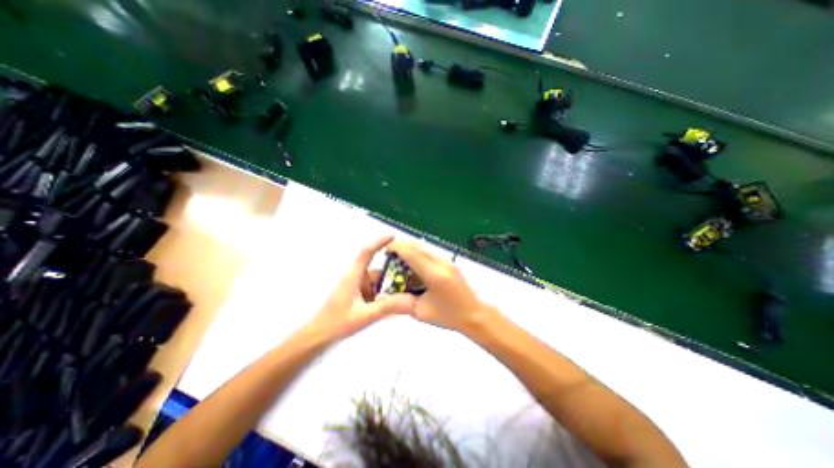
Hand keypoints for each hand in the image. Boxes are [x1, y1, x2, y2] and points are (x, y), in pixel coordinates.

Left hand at [305, 236, 413, 341]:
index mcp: (354, 276)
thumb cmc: (336, 324)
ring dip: (390, 288)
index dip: (379, 242)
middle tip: (412, 278)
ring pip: (378, 282)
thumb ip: (386, 308)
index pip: (367, 253)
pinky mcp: (358, 296)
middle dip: (394, 274)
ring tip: (408, 294)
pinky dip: (384, 296)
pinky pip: (375, 291)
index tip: (393, 237)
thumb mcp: (364, 316)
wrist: (318, 337)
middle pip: (378, 270)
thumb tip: (408, 299)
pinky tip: (395, 304)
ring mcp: (357, 287)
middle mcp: (356, 278)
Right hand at [388, 241, 489, 333]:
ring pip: (425, 248)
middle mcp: (441, 263)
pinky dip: (420, 255)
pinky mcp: (451, 263)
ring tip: (400, 260)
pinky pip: (431, 254)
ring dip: (411, 250)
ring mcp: (448, 261)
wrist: (475, 315)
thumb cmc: (449, 316)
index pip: (411, 253)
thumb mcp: (421, 312)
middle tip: (390, 254)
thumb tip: (382, 297)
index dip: (397, 248)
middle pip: (418, 246)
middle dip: (402, 247)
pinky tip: (415, 266)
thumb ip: (401, 302)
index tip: (386, 250)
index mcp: (434, 275)